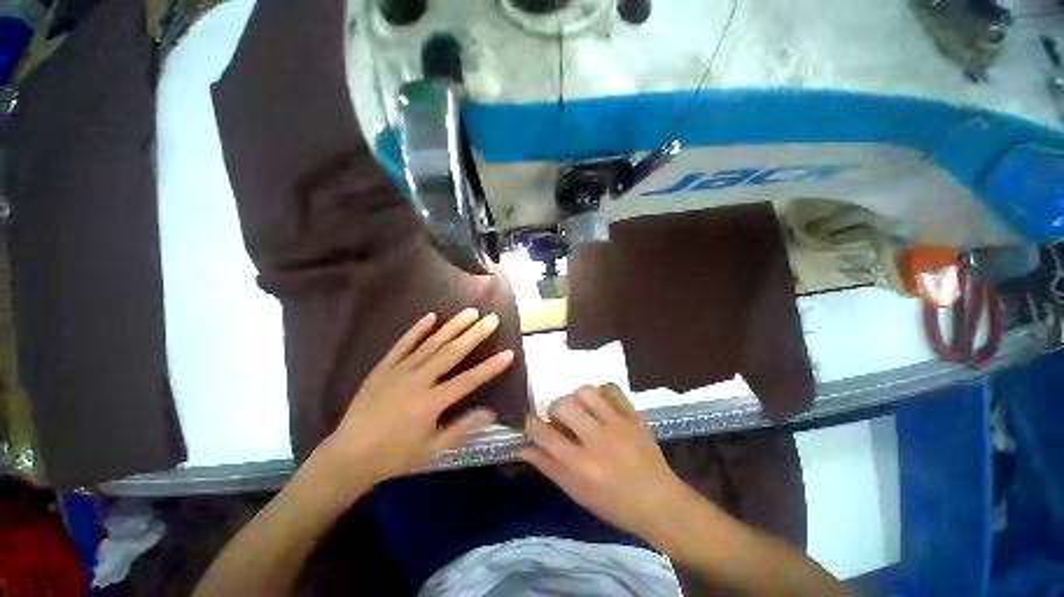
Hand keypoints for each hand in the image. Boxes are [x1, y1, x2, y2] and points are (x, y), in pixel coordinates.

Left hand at [318, 309, 513, 486]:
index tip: (509, 352)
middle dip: (475, 334)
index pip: (468, 380)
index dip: (490, 367)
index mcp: (431, 403)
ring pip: (431, 343)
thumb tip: (491, 412)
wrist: (348, 455)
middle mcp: (418, 381)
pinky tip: (431, 316)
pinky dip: (417, 329)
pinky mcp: (383, 367)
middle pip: (452, 353)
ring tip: (470, 311)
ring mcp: (399, 371)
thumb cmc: (395, 455)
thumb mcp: (432, 449)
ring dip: (453, 326)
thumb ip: (462, 428)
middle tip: (492, 319)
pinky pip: (402, 344)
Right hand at [519, 385, 692, 541]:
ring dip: (576, 398)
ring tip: (581, 410)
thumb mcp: (577, 493)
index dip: (531, 425)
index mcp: (581, 465)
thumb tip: (522, 448)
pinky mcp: (633, 415)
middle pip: (563, 405)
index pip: (544, 434)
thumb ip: (548, 467)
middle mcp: (597, 439)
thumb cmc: (614, 504)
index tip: (532, 424)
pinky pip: (611, 388)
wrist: (661, 503)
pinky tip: (600, 404)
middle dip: (554, 409)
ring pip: (585, 391)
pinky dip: (600, 392)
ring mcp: (618, 424)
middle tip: (561, 420)